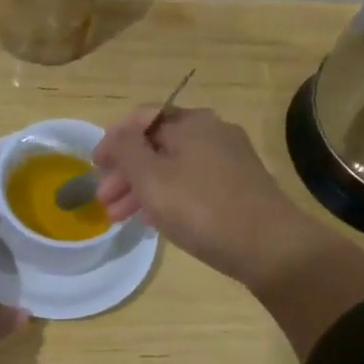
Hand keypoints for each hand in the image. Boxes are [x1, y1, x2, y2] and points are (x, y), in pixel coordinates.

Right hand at [92, 107, 316, 284]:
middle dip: (125, 172)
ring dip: (142, 189)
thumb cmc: (201, 207)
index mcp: (191, 123)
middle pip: (157, 145)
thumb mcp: (151, 177)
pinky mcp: (239, 187)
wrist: (269, 245)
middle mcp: (212, 133)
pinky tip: (154, 220)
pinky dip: (168, 197)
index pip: (141, 119)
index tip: (95, 167)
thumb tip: (116, 134)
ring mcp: (229, 160)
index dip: (113, 140)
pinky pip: (192, 184)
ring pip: (173, 168)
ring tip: (119, 218)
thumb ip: (125, 150)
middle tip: (104, 200)